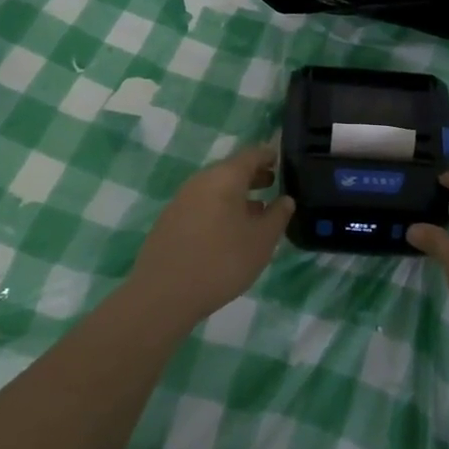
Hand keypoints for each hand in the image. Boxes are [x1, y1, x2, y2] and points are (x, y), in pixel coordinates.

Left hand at [124, 145, 293, 331]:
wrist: (163, 294)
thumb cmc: (221, 261)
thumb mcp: (261, 241)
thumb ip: (278, 216)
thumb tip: (286, 199)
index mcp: (225, 177)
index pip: (252, 154)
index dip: (269, 156)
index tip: (282, 160)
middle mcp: (201, 180)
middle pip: (231, 170)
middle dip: (253, 176)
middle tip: (273, 183)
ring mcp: (182, 199)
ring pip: (216, 188)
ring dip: (237, 195)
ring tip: (256, 211)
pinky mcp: (170, 220)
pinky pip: (202, 204)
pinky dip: (220, 208)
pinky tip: (228, 231)